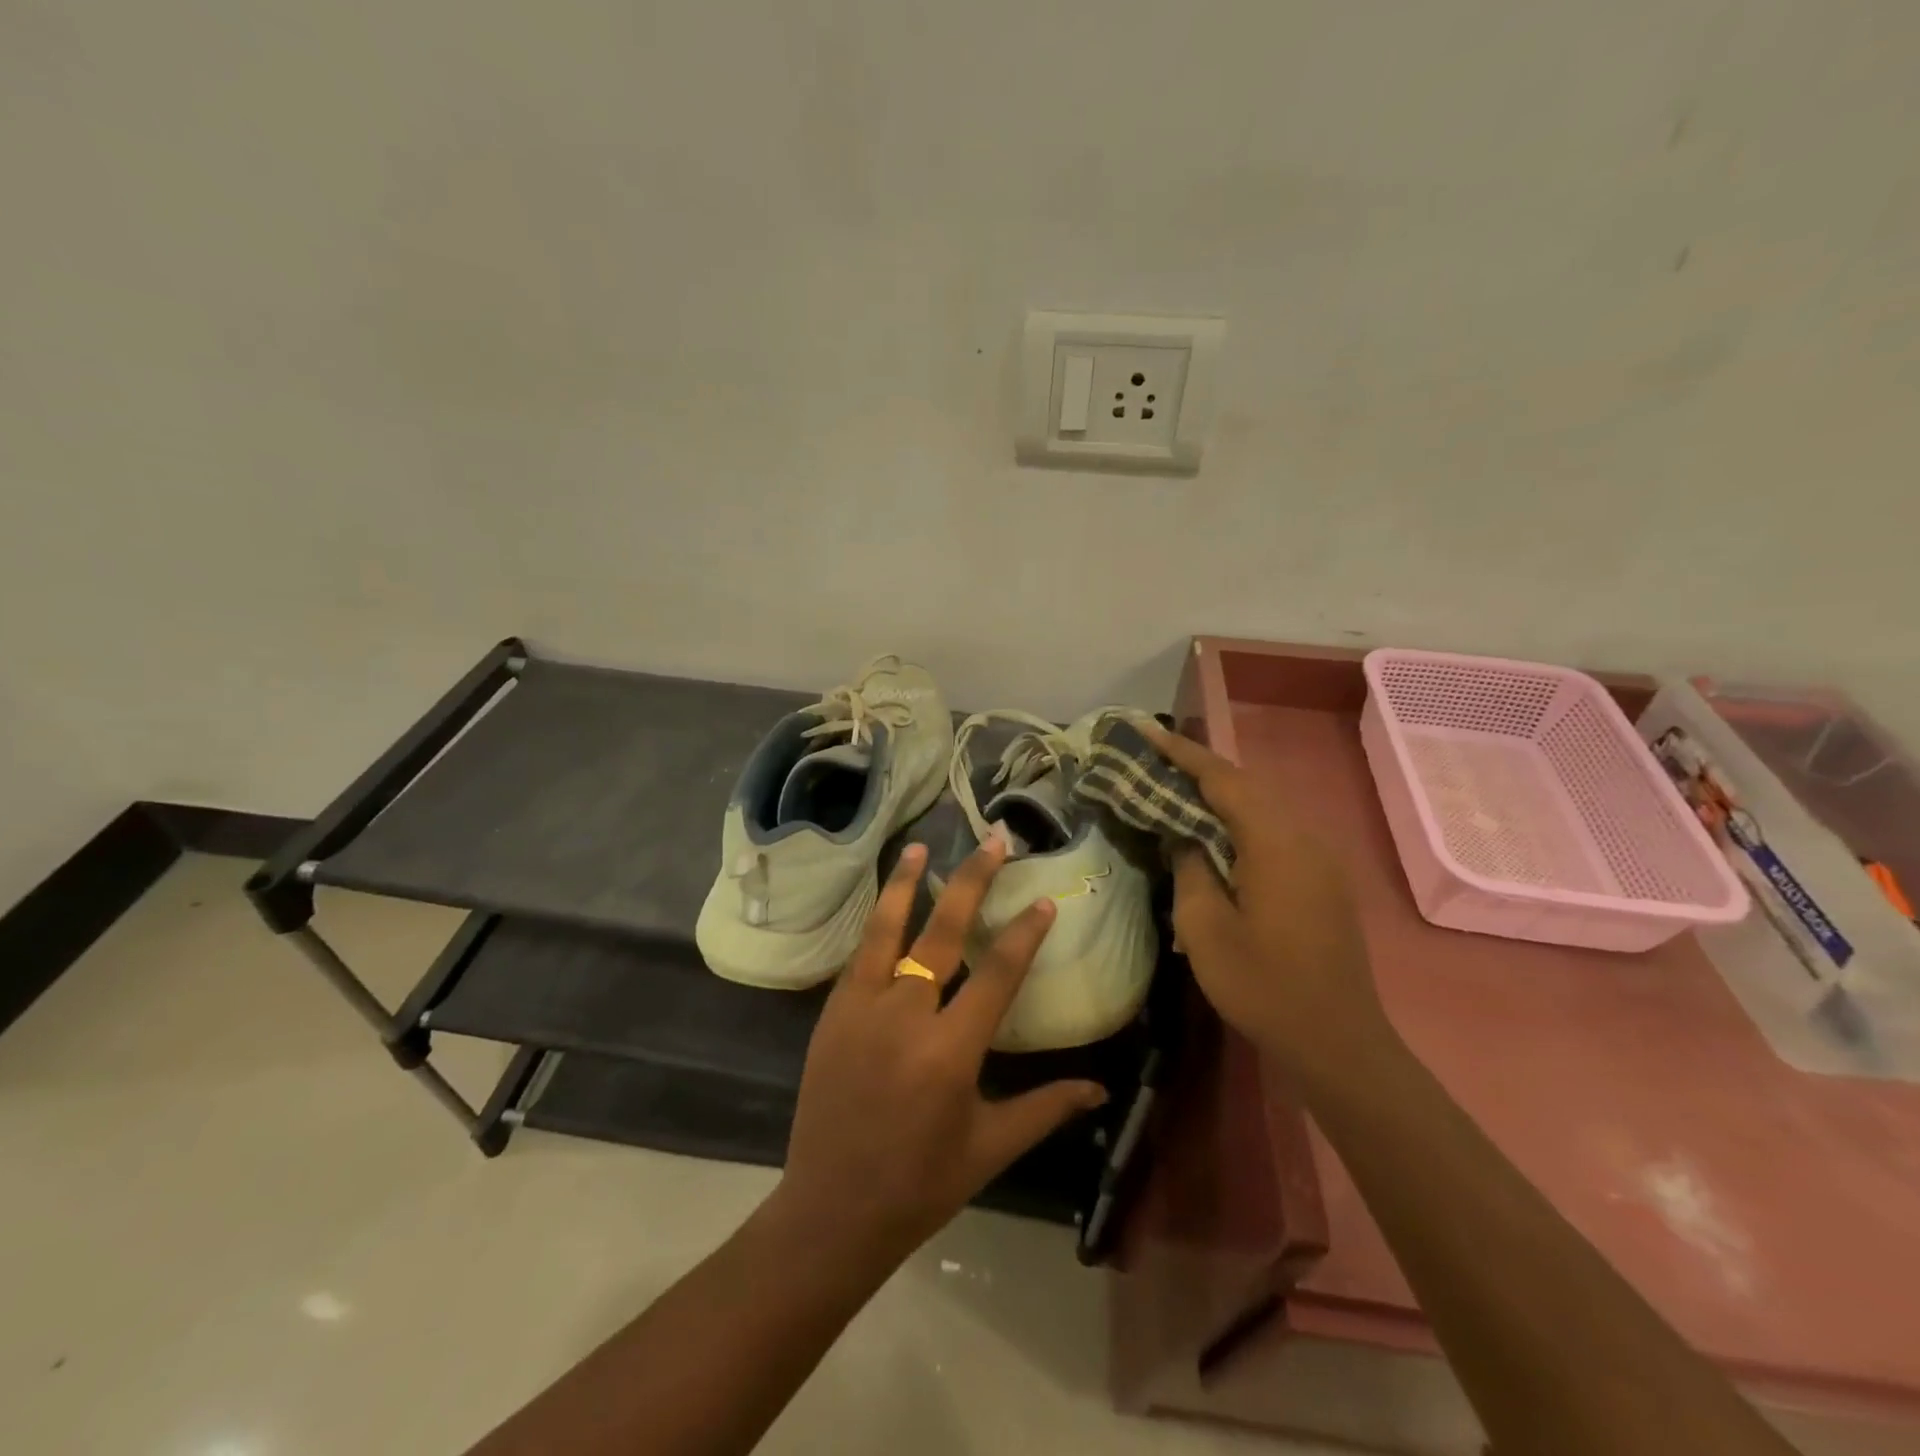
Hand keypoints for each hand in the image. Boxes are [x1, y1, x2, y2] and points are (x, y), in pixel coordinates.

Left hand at [770, 839, 1107, 1266]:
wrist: (831, 1210)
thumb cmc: (920, 1185)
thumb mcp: (990, 1148)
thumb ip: (1045, 1108)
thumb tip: (1101, 1088)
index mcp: (950, 1052)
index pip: (997, 975)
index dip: (1024, 933)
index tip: (1043, 900)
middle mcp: (904, 1017)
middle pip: (942, 933)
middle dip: (971, 882)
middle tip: (993, 842)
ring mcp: (861, 1009)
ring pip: (887, 930)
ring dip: (906, 884)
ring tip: (922, 846)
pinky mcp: (832, 1013)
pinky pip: (859, 956)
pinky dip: (876, 923)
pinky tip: (888, 901)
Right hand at [1146, 725, 1398, 1092]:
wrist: (1337, 1041)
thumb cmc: (1262, 985)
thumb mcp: (1205, 928)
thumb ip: (1190, 868)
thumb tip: (1185, 836)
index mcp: (1275, 843)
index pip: (1222, 779)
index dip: (1182, 752)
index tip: (1145, 731)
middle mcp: (1304, 838)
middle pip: (1246, 786)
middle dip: (1198, 768)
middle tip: (1153, 758)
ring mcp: (1320, 859)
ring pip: (1263, 807)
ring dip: (1220, 794)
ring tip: (1176, 789)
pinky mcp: (1324, 880)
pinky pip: (1276, 831)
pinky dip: (1241, 820)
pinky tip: (1215, 834)